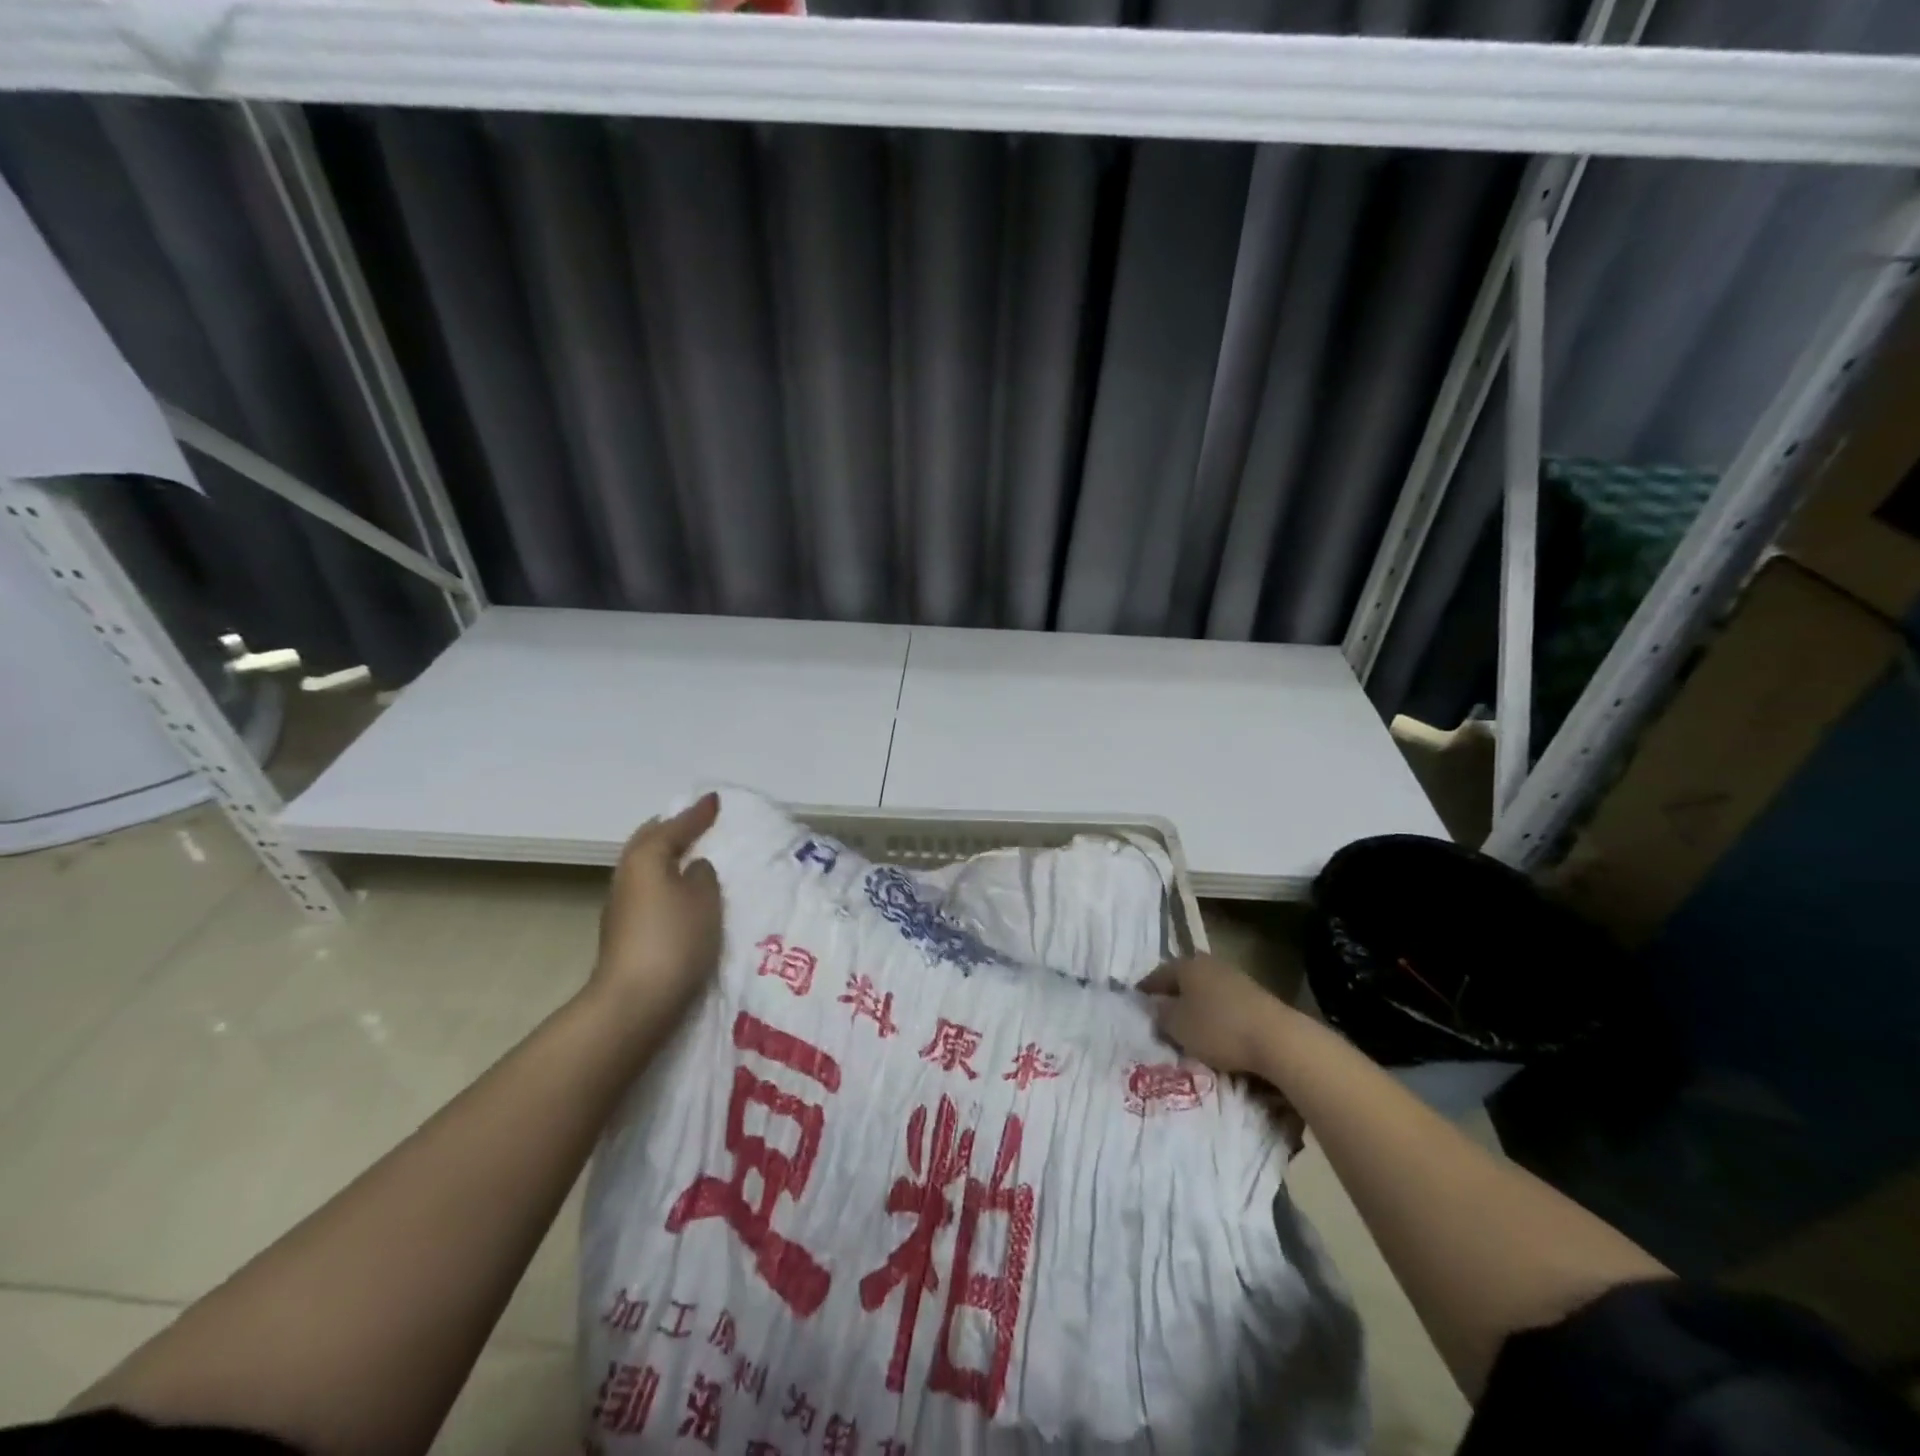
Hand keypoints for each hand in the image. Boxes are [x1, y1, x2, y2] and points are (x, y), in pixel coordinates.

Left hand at [590, 793, 722, 1025]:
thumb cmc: (674, 939)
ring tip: (693, 855)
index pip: (674, 826)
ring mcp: (621, 905)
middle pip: (649, 841)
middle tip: (697, 823)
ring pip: (645, 867)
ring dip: (667, 857)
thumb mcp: (704, 899)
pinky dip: (665, 881)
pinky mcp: (624, 931)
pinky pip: (648, 889)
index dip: (697, 813)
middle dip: (672, 829)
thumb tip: (693, 868)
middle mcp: (627, 875)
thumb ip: (703, 875)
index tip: (715, 800)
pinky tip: (681, 891)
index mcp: (646, 858)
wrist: (634, 1002)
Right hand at [1140, 953, 1298, 1078]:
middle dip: (1172, 997)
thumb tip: (1155, 1005)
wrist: (1277, 1038)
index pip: (1157, 975)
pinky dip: (1214, 1014)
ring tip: (1187, 1028)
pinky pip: (1223, 1003)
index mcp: (1186, 965)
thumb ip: (1160, 1013)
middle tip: (1161, 1017)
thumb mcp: (1177, 1026)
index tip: (1137, 1005)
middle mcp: (1209, 963)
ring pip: (1204, 991)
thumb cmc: (1218, 1029)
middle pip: (1183, 980)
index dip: (1145, 991)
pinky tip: (1215, 1031)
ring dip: (1195, 1006)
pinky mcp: (1254, 995)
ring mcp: (1234, 977)